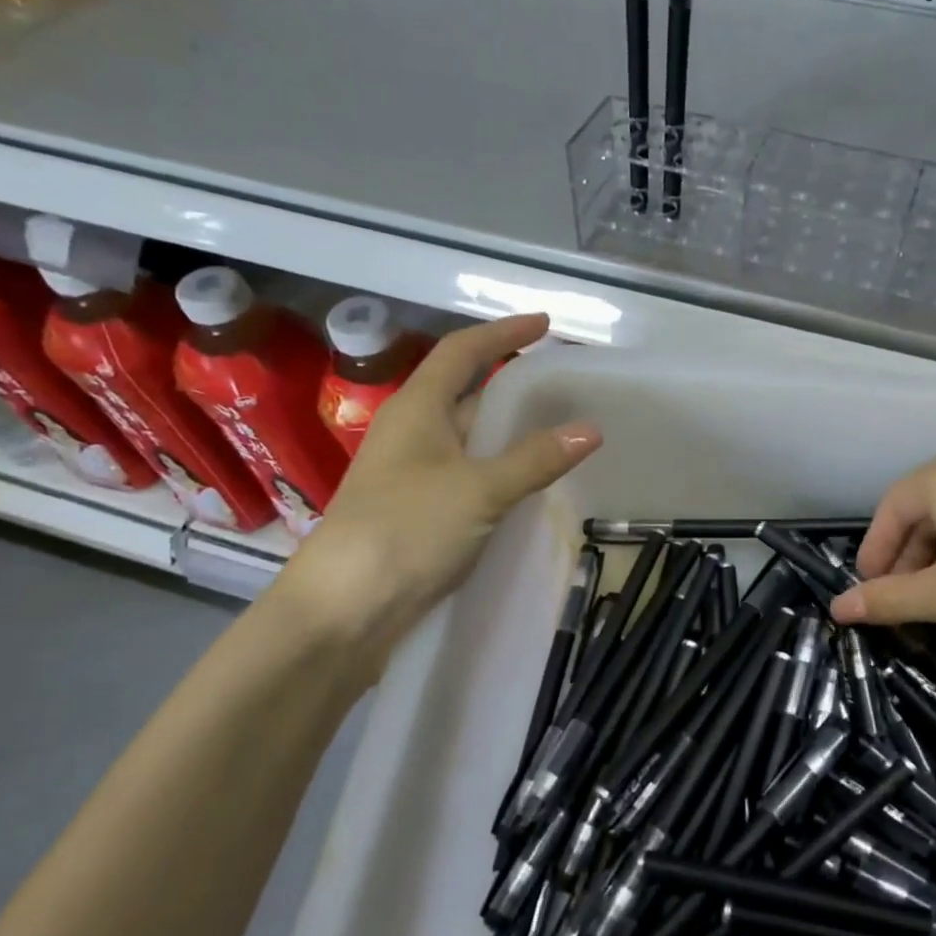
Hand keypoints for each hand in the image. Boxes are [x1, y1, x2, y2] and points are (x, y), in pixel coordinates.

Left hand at [272, 314, 600, 683]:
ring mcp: (416, 476)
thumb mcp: (478, 489)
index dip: (502, 333)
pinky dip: (504, 470)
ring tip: (561, 427)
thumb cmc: (405, 530)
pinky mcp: (423, 513)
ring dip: (511, 430)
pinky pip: (472, 476)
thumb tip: (591, 429)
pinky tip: (533, 483)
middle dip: (512, 382)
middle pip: (467, 392)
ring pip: (471, 438)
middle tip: (563, 382)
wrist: (344, 611)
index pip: (462, 352)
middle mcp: (414, 434)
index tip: (545, 324)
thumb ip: (535, 459)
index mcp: (417, 410)